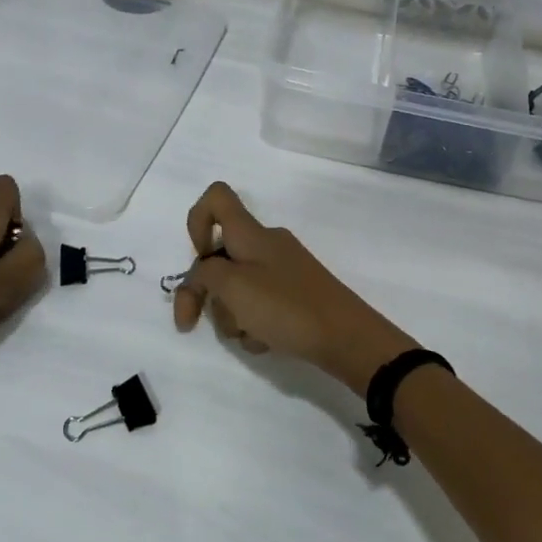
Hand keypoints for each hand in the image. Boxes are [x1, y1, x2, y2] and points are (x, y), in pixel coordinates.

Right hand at [171, 182, 415, 394]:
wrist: (347, 338)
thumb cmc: (285, 306)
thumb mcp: (233, 286)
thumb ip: (205, 275)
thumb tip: (203, 276)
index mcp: (251, 233)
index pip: (216, 198)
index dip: (196, 221)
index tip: (199, 257)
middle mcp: (265, 246)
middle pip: (219, 258)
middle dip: (208, 292)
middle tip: (194, 323)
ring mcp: (281, 272)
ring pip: (236, 288)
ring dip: (232, 316)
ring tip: (251, 334)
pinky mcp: (293, 298)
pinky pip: (258, 307)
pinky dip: (254, 325)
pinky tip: (267, 342)